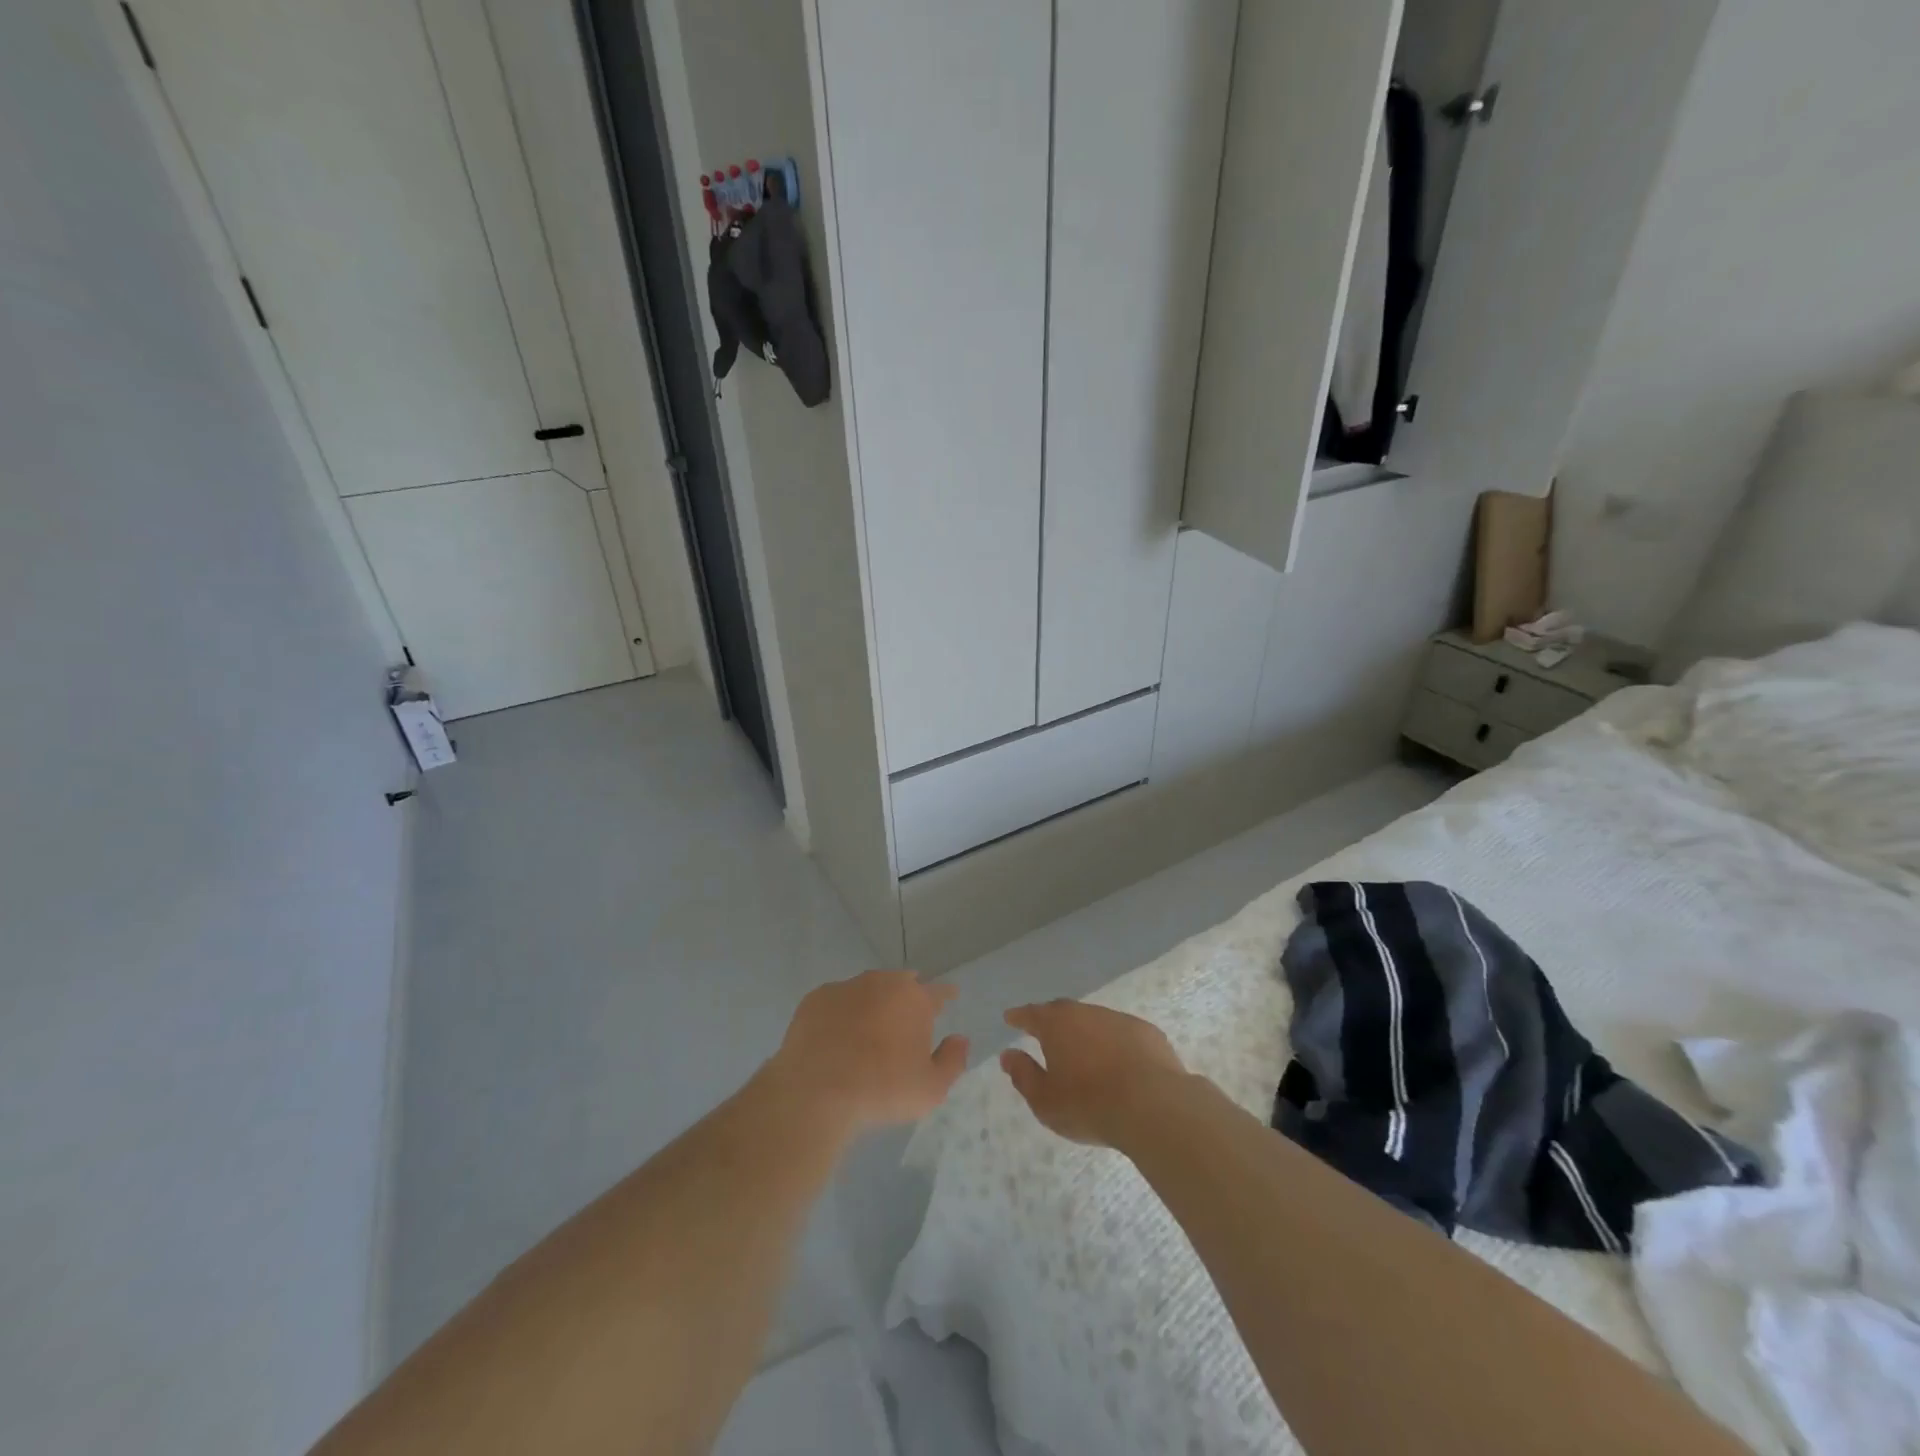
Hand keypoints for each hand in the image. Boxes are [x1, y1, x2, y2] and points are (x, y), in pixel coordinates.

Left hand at [765, 970, 967, 1136]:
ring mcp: (846, 987)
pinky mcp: (815, 998)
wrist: (816, 1090)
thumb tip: (960, 1039)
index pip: (939, 991)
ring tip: (869, 1028)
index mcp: (915, 999)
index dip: (946, 995)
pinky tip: (836, 1035)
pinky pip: (837, 1001)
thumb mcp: (931, 1089)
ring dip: (873, 1003)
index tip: (949, 998)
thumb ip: (952, 1061)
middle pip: (902, 983)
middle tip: (906, 1019)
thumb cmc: (881, 1089)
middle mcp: (882, 983)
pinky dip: (841, 1013)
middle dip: (908, 996)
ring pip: (867, 989)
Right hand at [1000, 1000, 1188, 1148]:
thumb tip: (1008, 1055)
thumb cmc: (1088, 1104)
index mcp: (1057, 1024)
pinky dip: (1114, 1045)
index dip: (1019, 1017)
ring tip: (1083, 1054)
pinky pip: (1122, 1035)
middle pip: (1063, 1012)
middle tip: (1044, 1033)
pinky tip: (1118, 1064)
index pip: (1031, 1014)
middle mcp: (1086, 1013)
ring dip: (1086, 1034)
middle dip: (1052, 1022)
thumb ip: (1023, 1075)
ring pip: (1095, 1022)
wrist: (1153, 1105)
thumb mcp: (1044, 1100)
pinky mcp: (1148, 1033)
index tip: (1010, 1018)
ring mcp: (1120, 1020)